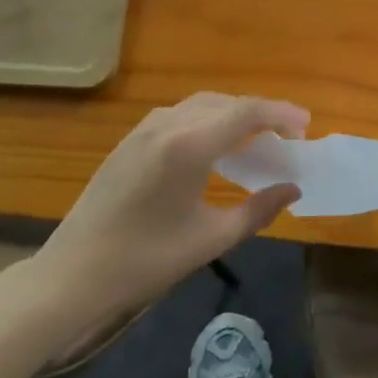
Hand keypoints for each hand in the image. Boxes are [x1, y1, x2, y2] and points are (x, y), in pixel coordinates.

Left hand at [24, 94, 306, 334]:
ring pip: (202, 105)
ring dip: (234, 114)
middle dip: (262, 113)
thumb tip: (293, 189)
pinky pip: (180, 114)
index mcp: (190, 146)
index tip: (306, 128)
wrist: (71, 274)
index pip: (247, 112)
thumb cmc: (145, 261)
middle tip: (287, 137)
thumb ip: (257, 210)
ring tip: (256, 139)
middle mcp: (169, 124)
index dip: (282, 114)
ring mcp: (145, 128)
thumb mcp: (210, 239)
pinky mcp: (130, 139)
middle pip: (227, 102)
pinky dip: (208, 120)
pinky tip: (215, 146)